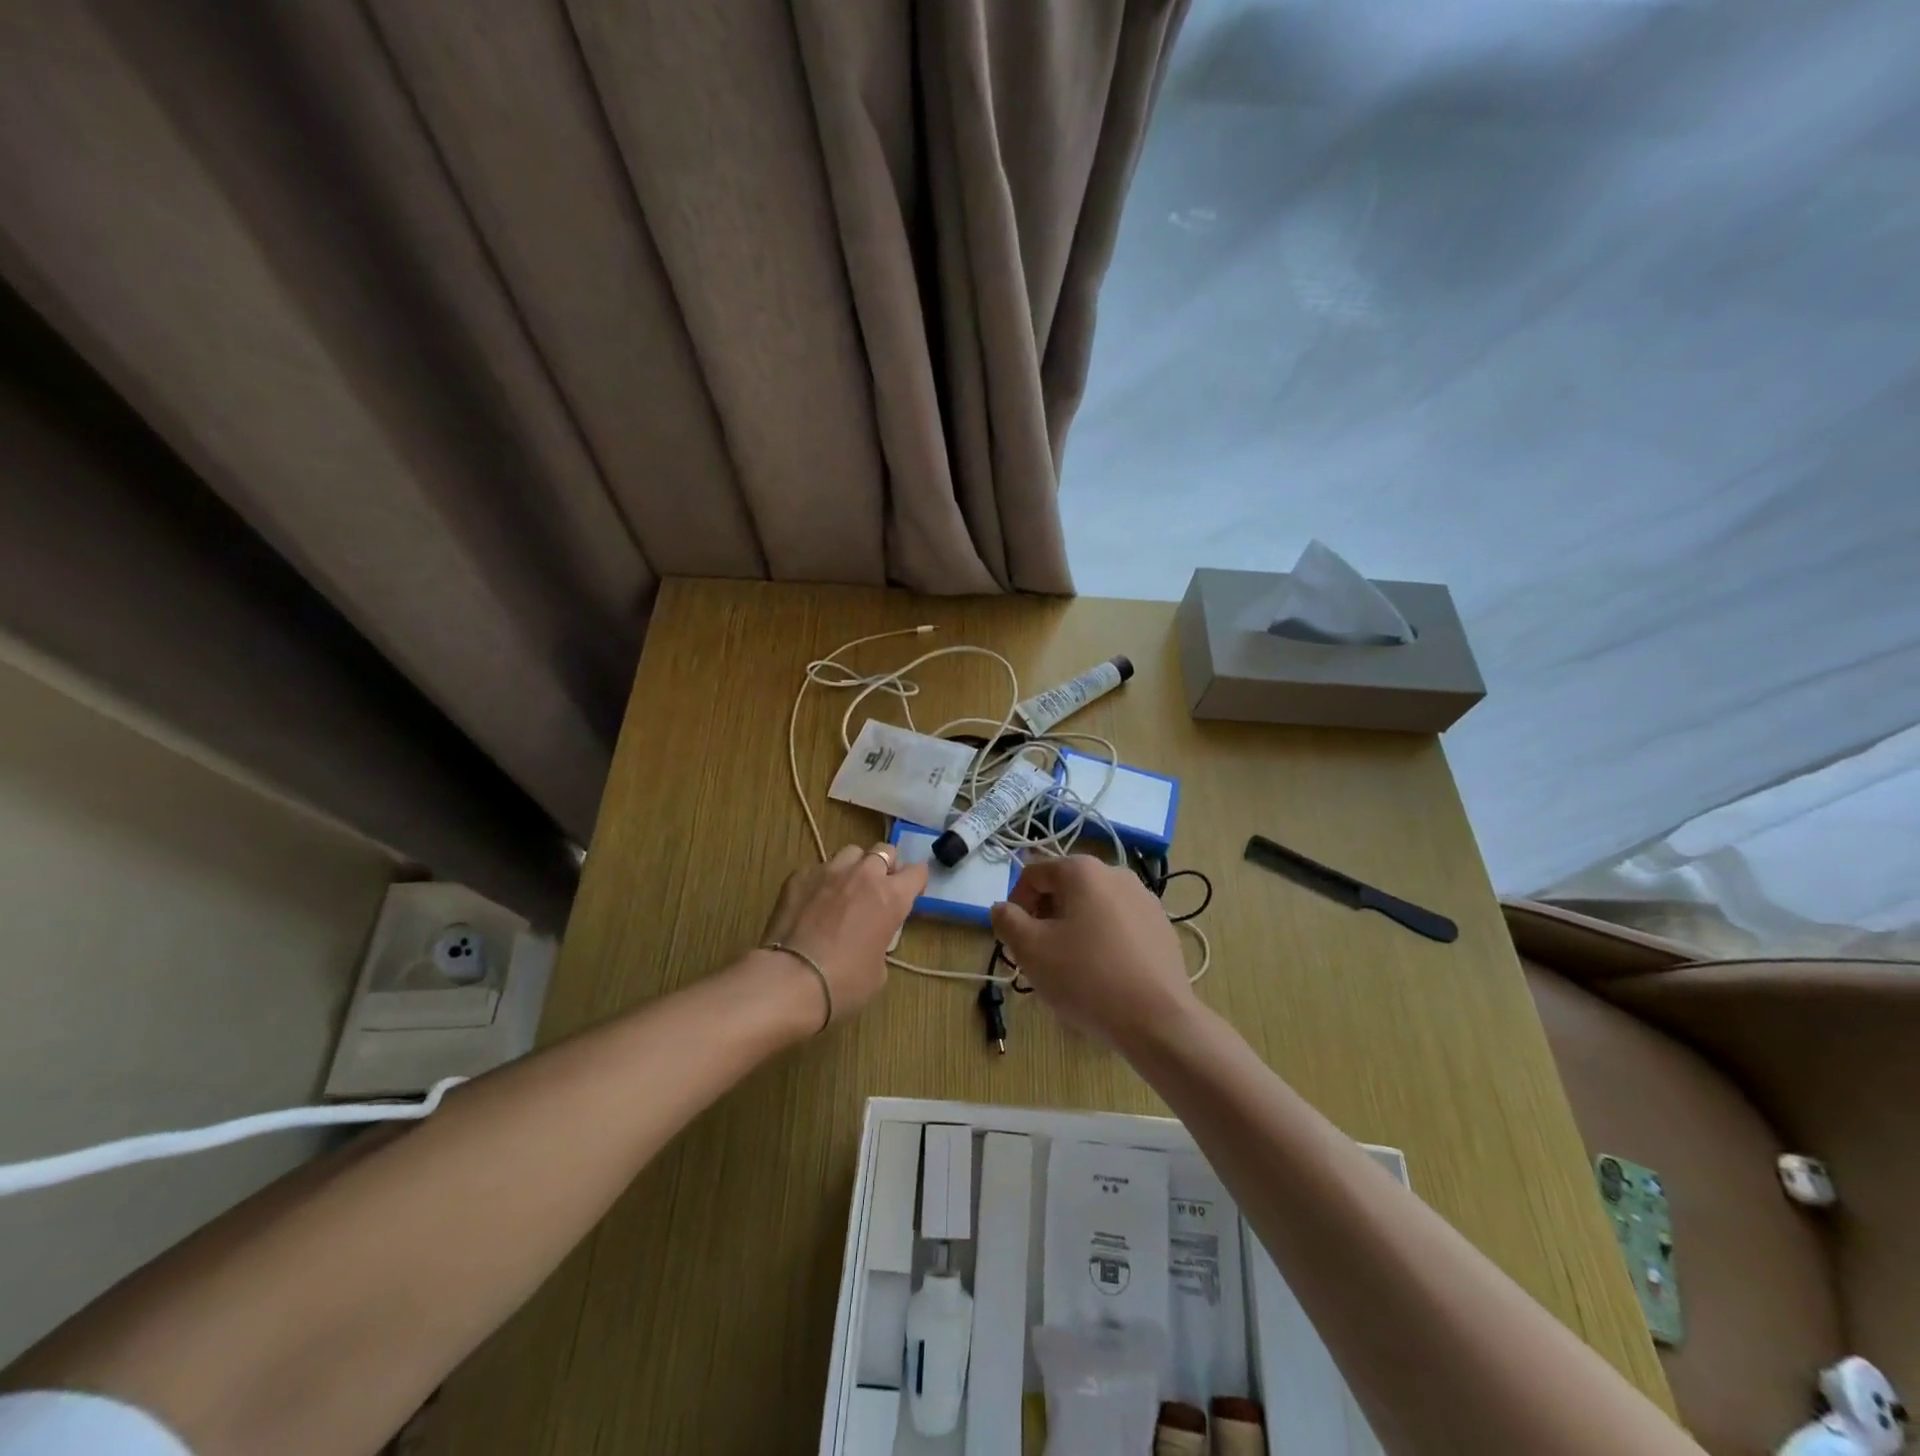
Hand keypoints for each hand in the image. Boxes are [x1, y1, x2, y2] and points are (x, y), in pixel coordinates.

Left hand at [760, 843, 927, 1027]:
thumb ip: (881, 939)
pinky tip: (811, 903)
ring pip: (850, 853)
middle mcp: (864, 874)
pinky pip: (818, 869)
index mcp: (892, 896)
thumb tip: (870, 936)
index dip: (914, 882)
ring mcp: (830, 870)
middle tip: (876, 890)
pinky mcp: (800, 875)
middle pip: (884, 850)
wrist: (791, 980)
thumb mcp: (879, 970)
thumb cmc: (844, 982)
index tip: (909, 895)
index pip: (917, 872)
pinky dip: (821, 881)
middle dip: (884, 866)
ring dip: (853, 867)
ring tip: (843, 890)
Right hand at [989, 854, 1195, 1048]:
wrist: (1157, 1020)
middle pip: (1065, 890)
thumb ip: (1007, 921)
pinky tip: (1103, 977)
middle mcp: (1116, 874)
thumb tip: (1003, 908)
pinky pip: (1120, 928)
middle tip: (1040, 958)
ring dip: (1074, 932)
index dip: (1016, 905)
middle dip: (1046, 920)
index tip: (1015, 940)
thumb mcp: (1030, 949)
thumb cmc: (1086, 977)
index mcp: (1083, 870)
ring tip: (1071, 971)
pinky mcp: (1162, 928)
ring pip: (1093, 910)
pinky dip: (1104, 943)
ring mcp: (1145, 900)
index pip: (1033, 875)